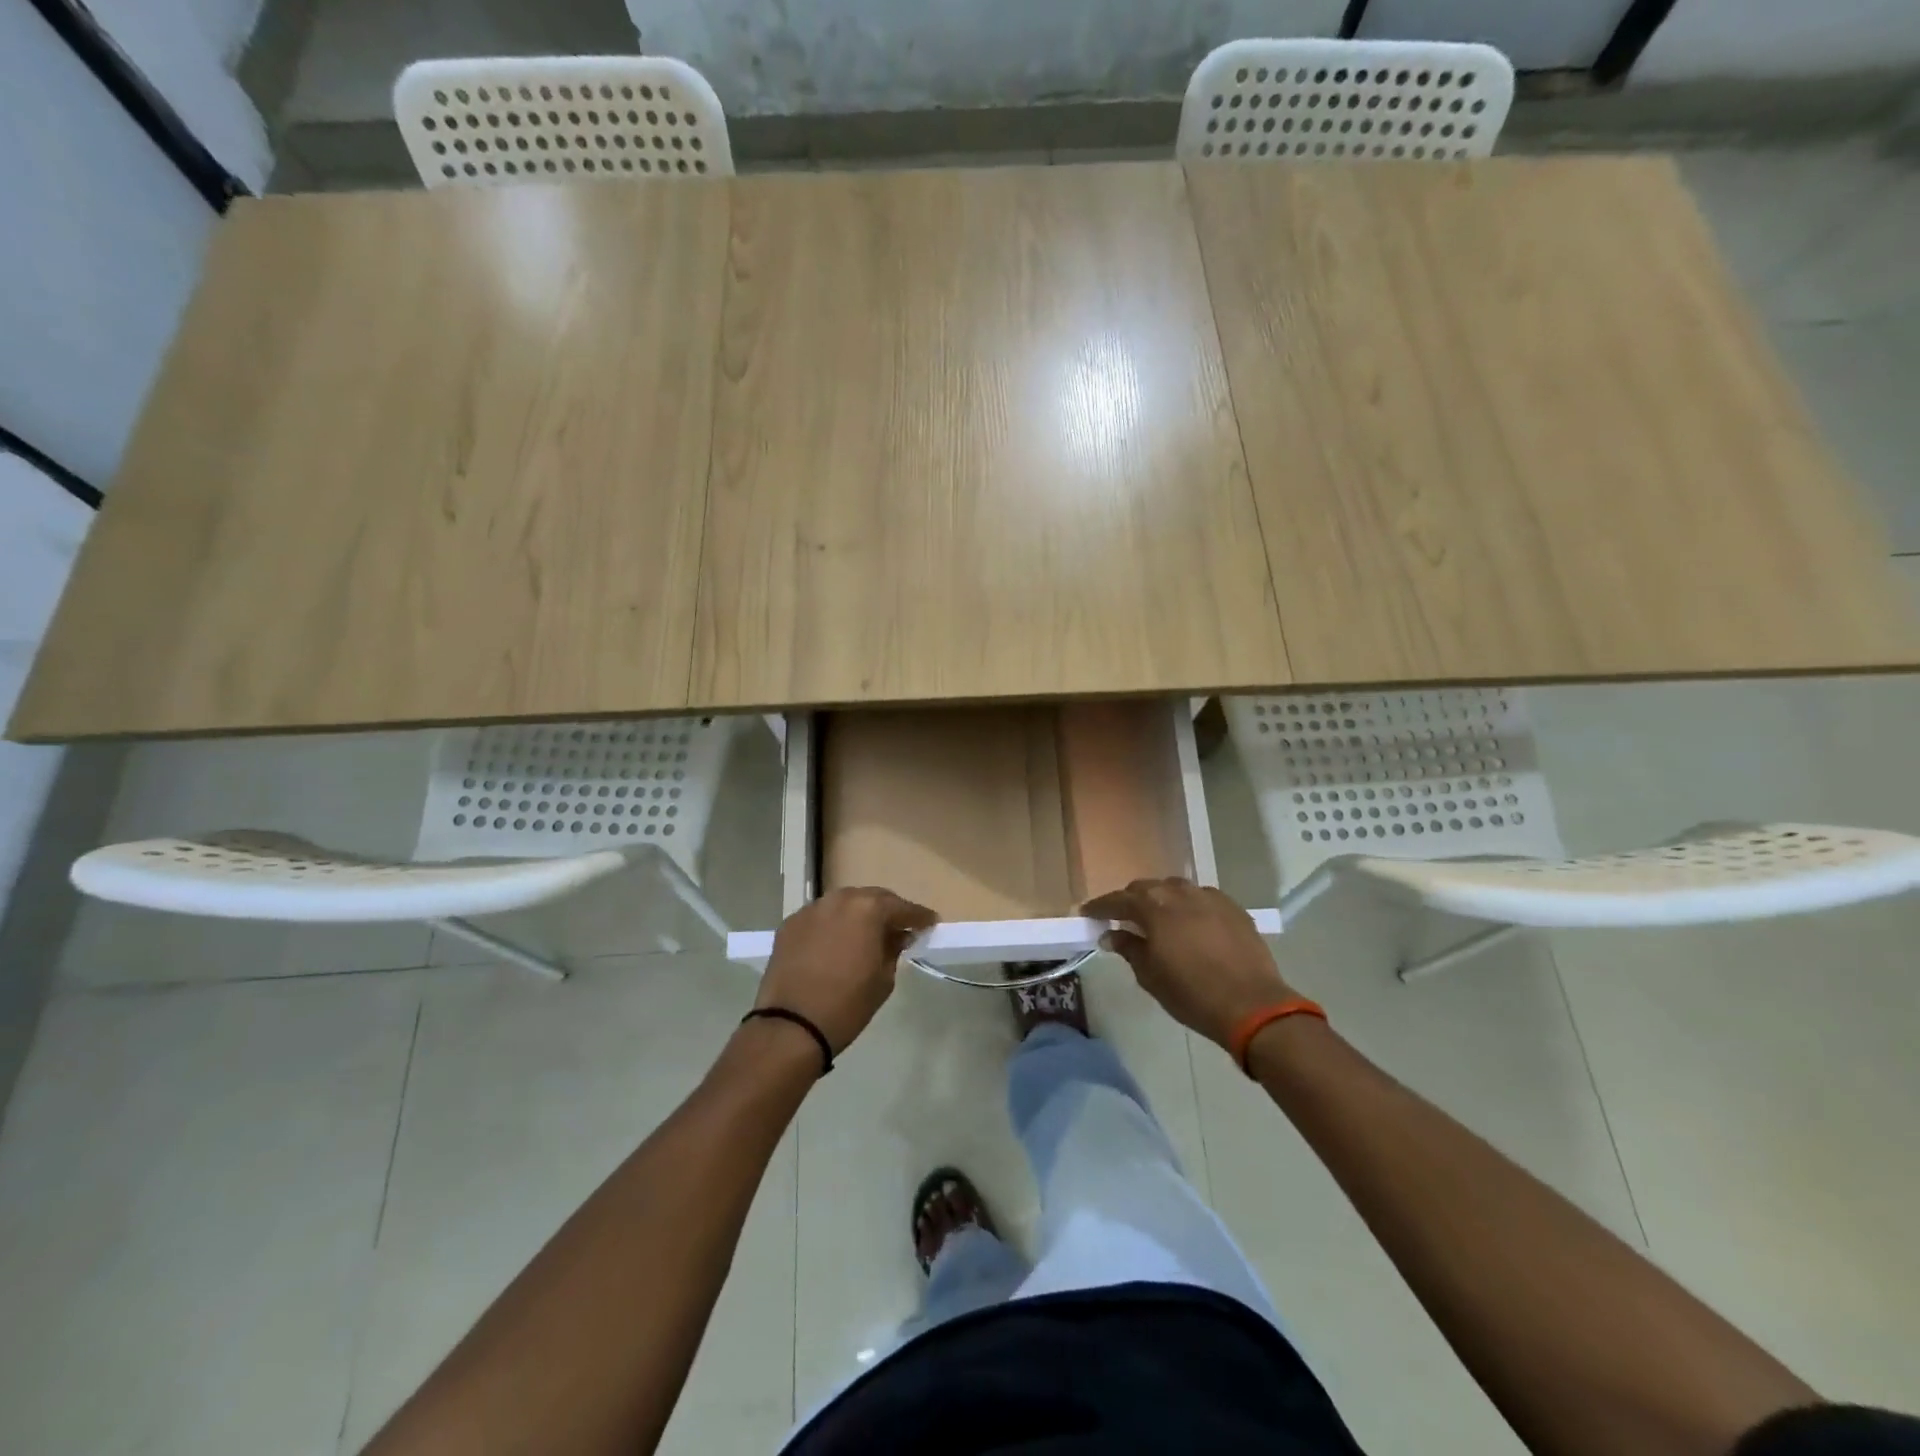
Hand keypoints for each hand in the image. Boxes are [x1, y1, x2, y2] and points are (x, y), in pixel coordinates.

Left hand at [756, 888, 937, 1054]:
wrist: (792, 1026)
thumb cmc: (847, 1004)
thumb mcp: (883, 979)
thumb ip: (893, 949)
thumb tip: (897, 936)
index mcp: (868, 909)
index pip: (902, 907)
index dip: (919, 917)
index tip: (930, 923)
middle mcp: (839, 899)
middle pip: (871, 898)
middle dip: (887, 911)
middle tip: (899, 927)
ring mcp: (811, 910)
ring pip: (843, 904)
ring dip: (858, 915)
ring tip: (867, 933)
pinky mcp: (790, 924)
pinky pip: (820, 918)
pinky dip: (833, 925)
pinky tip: (836, 942)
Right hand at [1081, 879, 1293, 1048]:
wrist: (1252, 1005)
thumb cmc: (1192, 994)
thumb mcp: (1151, 976)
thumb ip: (1129, 949)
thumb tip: (1111, 935)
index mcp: (1154, 908)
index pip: (1118, 900)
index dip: (1100, 907)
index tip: (1087, 913)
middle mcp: (1180, 893)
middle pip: (1147, 888)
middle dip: (1131, 900)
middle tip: (1122, 918)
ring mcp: (1209, 897)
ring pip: (1176, 888)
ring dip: (1161, 899)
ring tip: (1157, 918)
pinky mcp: (1233, 907)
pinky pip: (1201, 898)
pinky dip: (1188, 906)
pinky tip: (1190, 923)